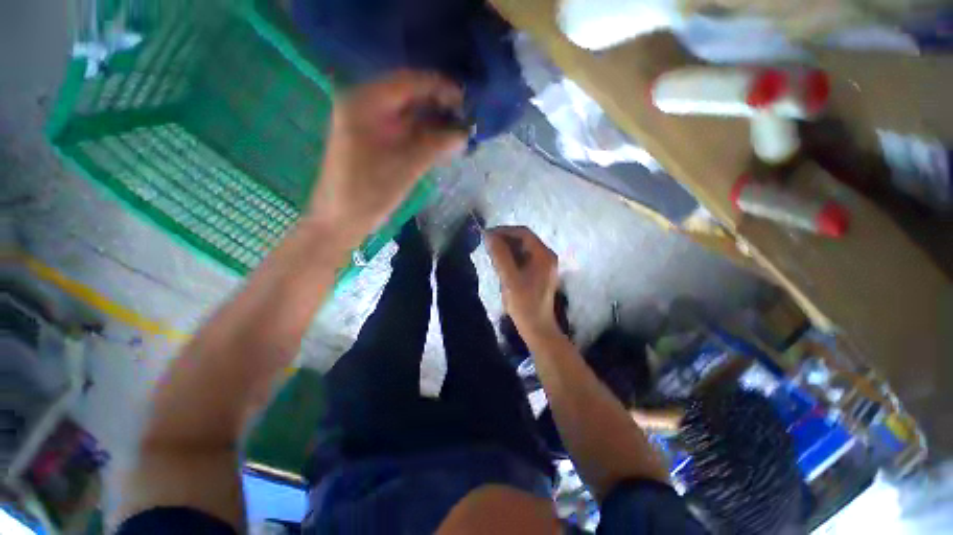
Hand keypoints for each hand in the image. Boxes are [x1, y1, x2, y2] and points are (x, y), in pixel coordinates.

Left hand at [310, 71, 467, 244]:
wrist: (342, 218)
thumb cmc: (369, 191)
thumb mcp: (406, 166)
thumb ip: (437, 145)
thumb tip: (465, 133)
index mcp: (365, 102)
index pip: (408, 82)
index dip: (439, 87)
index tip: (465, 100)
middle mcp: (365, 104)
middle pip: (408, 96)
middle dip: (438, 106)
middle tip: (464, 118)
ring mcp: (368, 123)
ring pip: (407, 114)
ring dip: (432, 122)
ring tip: (458, 131)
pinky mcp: (374, 139)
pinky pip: (402, 130)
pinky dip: (422, 135)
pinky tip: (441, 142)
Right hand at [487, 227, 561, 336]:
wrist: (536, 327)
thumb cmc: (524, 304)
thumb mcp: (509, 278)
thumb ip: (500, 255)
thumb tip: (488, 235)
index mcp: (543, 255)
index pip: (523, 233)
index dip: (504, 231)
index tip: (487, 235)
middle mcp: (546, 256)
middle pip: (524, 239)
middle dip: (505, 239)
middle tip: (487, 246)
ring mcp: (544, 265)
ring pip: (523, 249)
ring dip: (507, 249)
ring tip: (492, 255)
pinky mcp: (539, 273)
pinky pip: (524, 258)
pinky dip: (511, 258)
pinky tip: (501, 265)